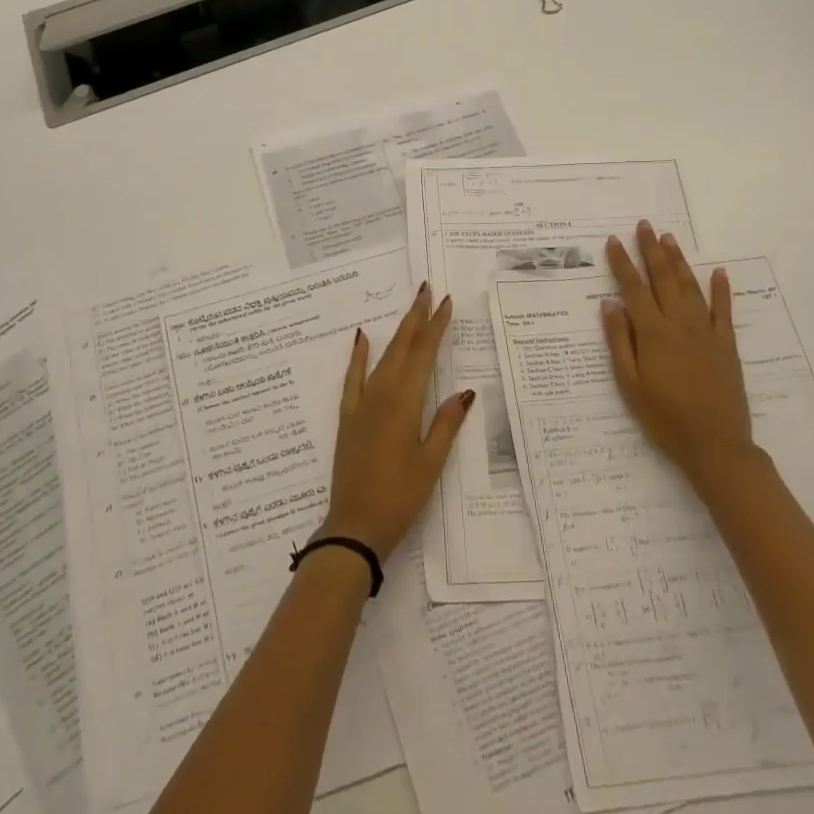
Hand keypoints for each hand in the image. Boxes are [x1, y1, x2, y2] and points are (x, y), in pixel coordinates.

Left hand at [319, 284, 472, 558]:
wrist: (354, 524)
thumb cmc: (400, 496)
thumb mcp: (432, 462)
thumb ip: (446, 423)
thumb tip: (465, 391)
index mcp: (405, 403)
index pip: (424, 354)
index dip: (436, 326)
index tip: (446, 302)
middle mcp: (382, 394)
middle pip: (402, 347)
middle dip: (416, 317)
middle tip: (427, 289)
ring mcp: (361, 404)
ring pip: (383, 357)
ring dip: (397, 331)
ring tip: (410, 309)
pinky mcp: (348, 416)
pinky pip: (352, 378)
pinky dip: (358, 356)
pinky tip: (362, 337)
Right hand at [603, 222, 761, 497]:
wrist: (715, 444)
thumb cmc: (663, 417)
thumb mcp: (630, 384)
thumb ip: (619, 341)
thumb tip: (610, 304)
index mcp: (652, 333)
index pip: (633, 288)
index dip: (622, 263)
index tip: (613, 241)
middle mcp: (679, 324)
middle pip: (663, 279)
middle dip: (651, 250)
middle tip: (644, 226)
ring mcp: (706, 332)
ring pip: (690, 287)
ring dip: (679, 261)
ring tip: (669, 239)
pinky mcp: (727, 345)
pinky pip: (723, 310)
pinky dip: (721, 289)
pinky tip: (718, 272)